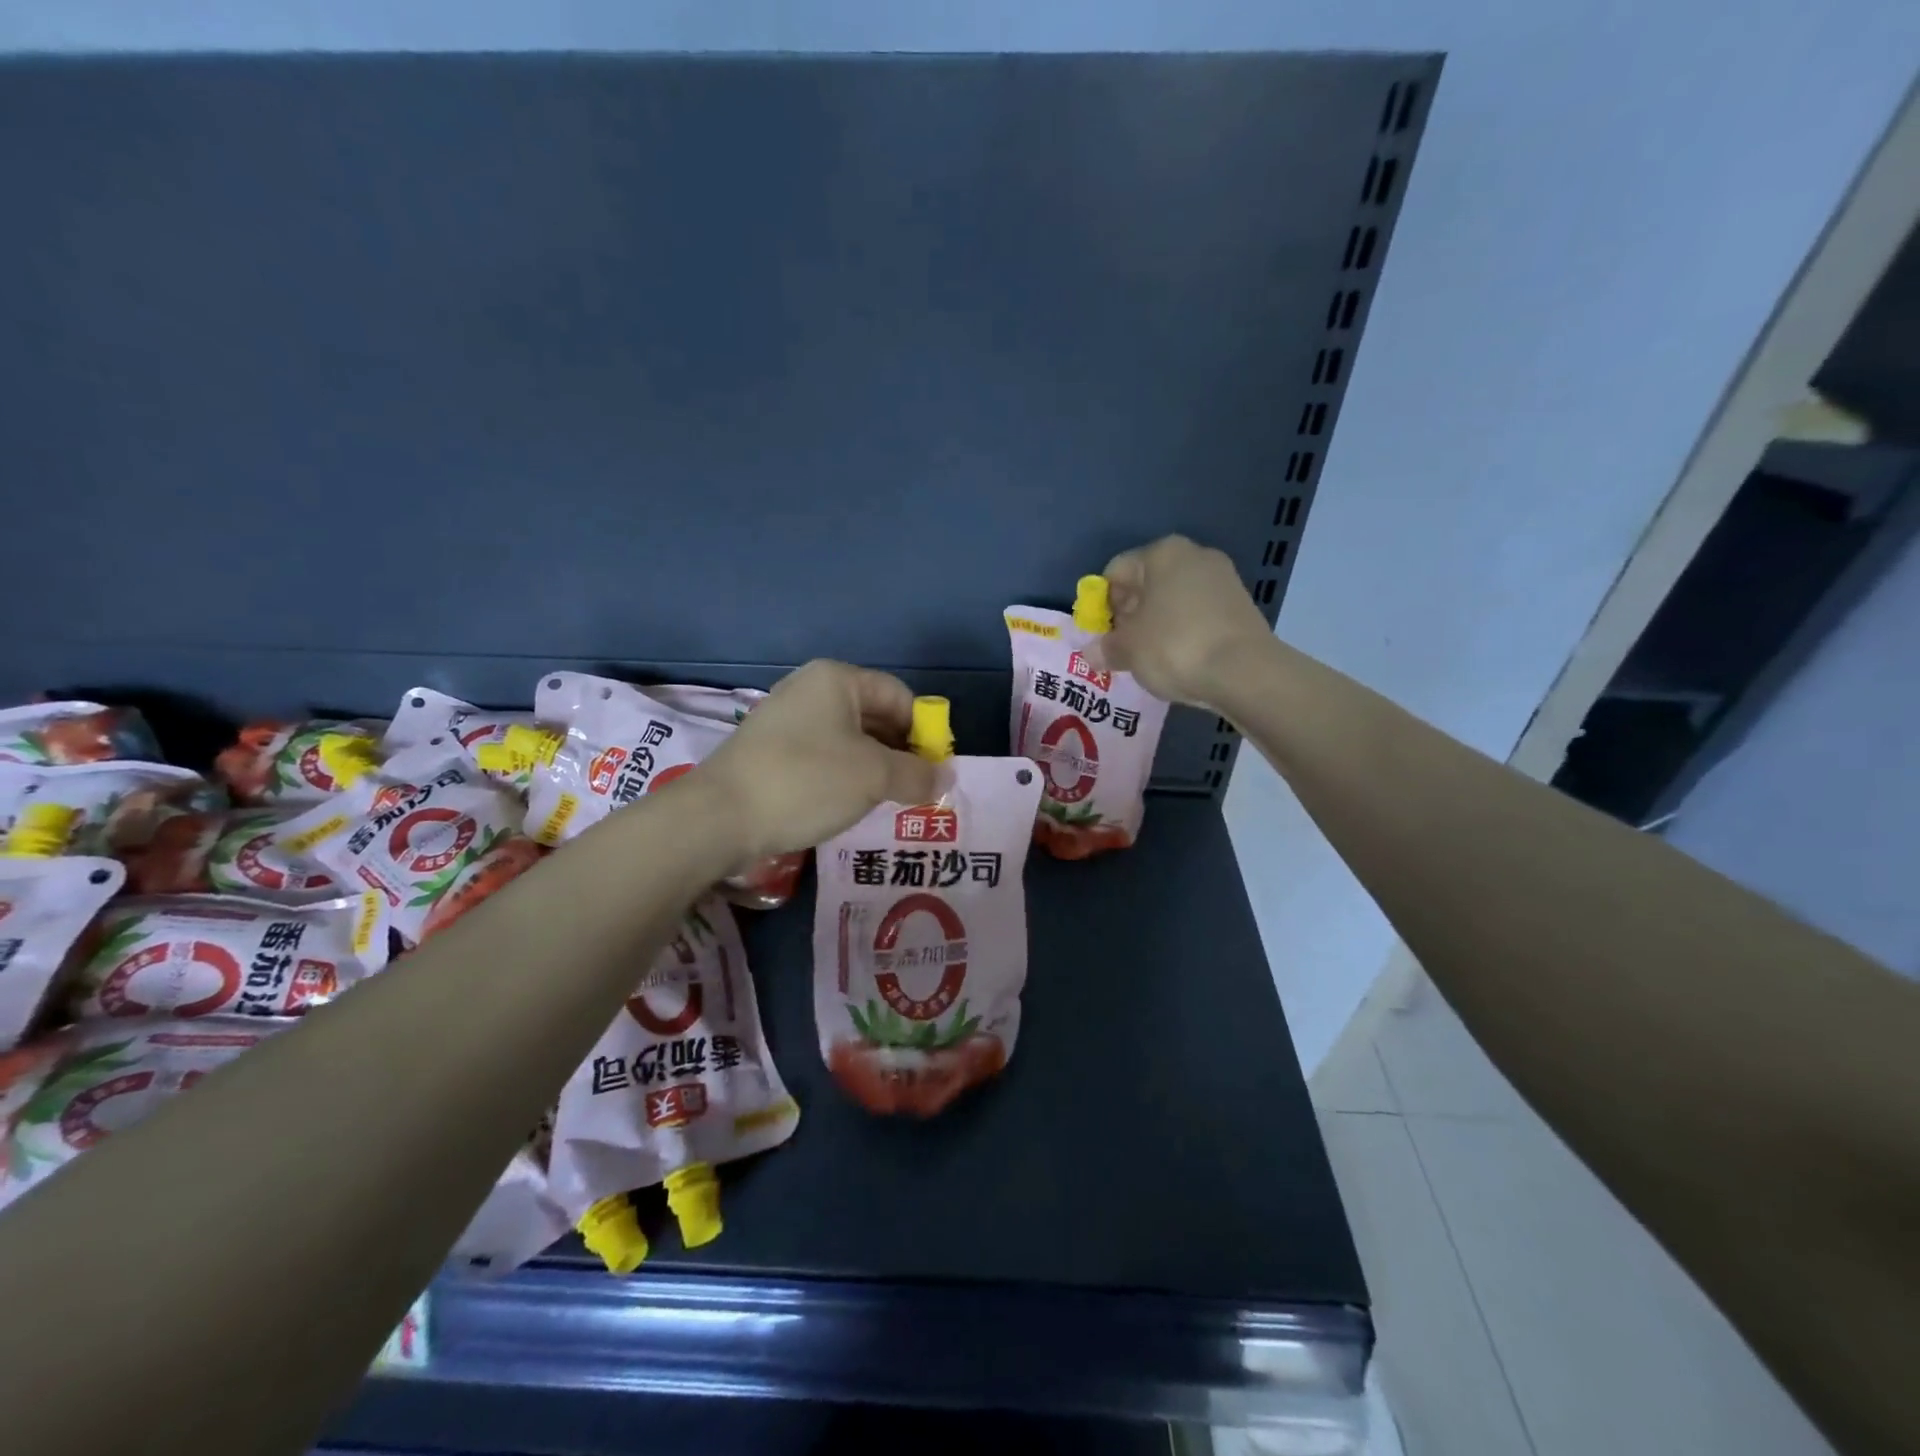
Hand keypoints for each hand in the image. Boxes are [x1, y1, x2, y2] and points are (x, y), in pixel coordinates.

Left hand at [698, 661, 939, 860]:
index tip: (934, 771)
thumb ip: (918, 774)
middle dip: (900, 752)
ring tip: (887, 802)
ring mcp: (787, 719)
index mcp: (838, 679)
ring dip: (874, 768)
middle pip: (875, 715)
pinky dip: (844, 775)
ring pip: (849, 739)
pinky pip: (823, 755)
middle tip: (915, 790)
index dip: (924, 731)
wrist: (719, 817)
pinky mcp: (771, 749)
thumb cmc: (806, 781)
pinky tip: (849, 804)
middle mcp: (811, 689)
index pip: (900, 696)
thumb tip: (947, 777)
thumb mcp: (874, 777)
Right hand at [1099, 535, 1274, 708]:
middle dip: (1130, 615)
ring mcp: (1223, 579)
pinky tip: (1180, 660)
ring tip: (1151, 659)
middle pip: (1146, 584)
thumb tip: (1091, 653)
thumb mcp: (1127, 649)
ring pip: (1173, 600)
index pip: (1116, 572)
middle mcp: (1194, 555)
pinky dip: (1184, 633)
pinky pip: (1198, 616)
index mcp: (1162, 553)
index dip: (1101, 605)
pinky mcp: (1241, 606)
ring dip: (1156, 625)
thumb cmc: (1174, 646)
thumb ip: (1105, 647)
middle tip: (1123, 648)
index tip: (1102, 635)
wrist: (1245, 672)